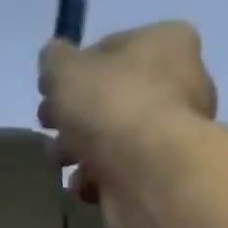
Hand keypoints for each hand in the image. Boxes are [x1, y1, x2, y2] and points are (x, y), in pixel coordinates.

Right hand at [38, 21, 218, 227]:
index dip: (73, 70)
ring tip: (58, 163)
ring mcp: (172, 133)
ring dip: (78, 151)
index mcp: (165, 43)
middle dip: (72, 117)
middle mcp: (180, 83)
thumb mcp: (65, 70)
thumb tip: (53, 61)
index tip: (48, 92)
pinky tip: (83, 185)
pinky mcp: (162, 174)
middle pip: (110, 97)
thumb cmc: (111, 106)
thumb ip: (54, 60)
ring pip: (112, 138)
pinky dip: (97, 179)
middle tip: (47, 127)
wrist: (148, 173)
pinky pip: (121, 172)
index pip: (110, 48)